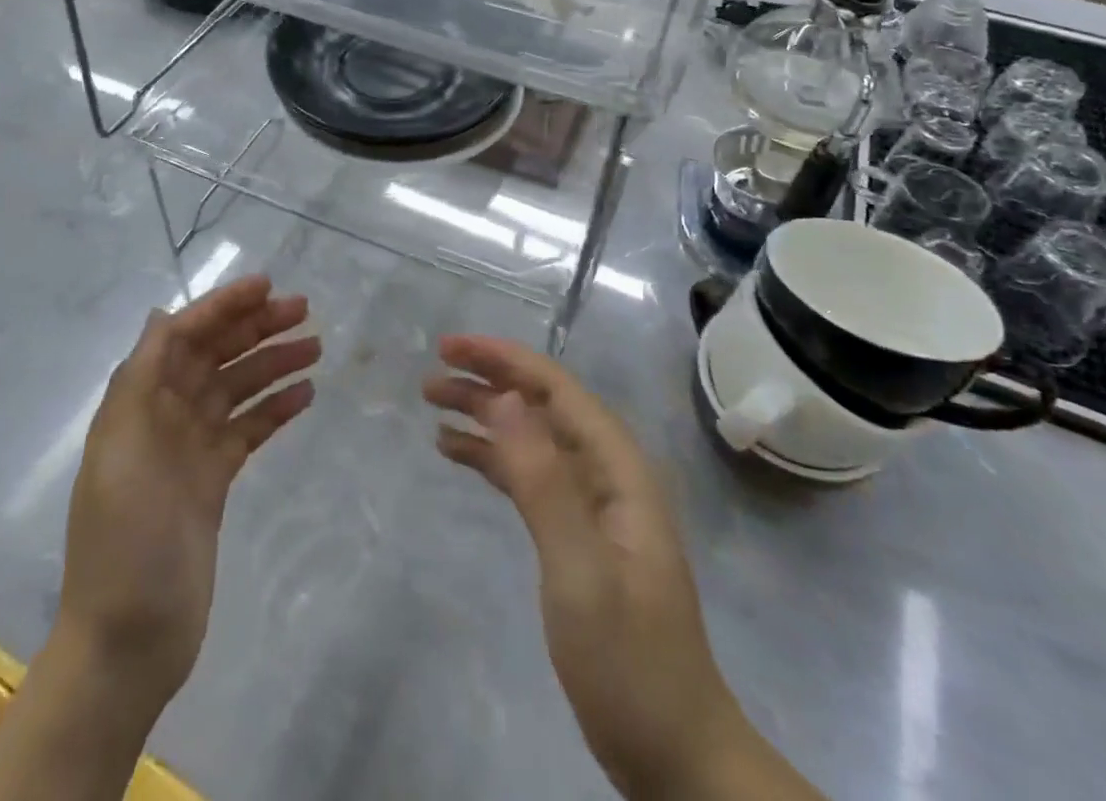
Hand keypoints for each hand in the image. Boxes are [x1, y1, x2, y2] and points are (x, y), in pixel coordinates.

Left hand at [58, 274, 319, 715]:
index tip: (266, 286)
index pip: (182, 336)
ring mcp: (190, 449)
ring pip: (236, 389)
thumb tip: (161, 315)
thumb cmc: (124, 539)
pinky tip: (305, 394)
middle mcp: (163, 416)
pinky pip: (248, 430)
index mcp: (137, 402)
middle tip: (304, 310)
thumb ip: (140, 378)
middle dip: (254, 328)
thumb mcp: (122, 449)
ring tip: (316, 348)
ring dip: (272, 363)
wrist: (130, 640)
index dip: (221, 307)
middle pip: (214, 356)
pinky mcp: (213, 481)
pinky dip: (274, 409)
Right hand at [426, 336, 819, 800]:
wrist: (676, 758)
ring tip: (433, 405)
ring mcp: (592, 505)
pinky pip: (527, 476)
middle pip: (540, 407)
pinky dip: (492, 458)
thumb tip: (507, 397)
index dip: (503, 359)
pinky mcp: (575, 534)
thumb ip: (543, 481)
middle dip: (487, 382)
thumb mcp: (580, 571)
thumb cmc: (630, 663)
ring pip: (531, 438)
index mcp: (618, 468)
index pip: (555, 389)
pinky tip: (455, 452)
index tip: (450, 347)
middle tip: (429, 378)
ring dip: (485, 416)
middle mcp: (606, 473)